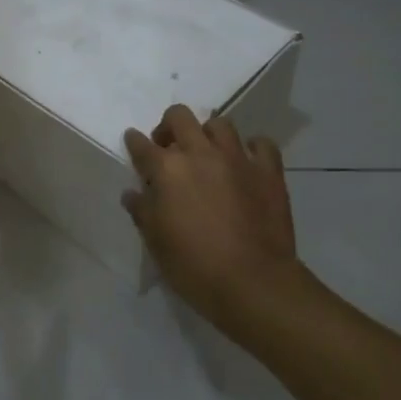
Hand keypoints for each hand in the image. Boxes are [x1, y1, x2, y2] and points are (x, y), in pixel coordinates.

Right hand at [122, 104, 299, 328]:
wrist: (253, 283)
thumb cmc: (194, 266)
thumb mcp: (156, 243)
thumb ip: (142, 211)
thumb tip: (132, 194)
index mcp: (167, 170)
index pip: (141, 145)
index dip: (134, 142)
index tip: (134, 142)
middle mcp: (199, 153)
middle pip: (179, 116)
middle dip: (169, 126)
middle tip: (170, 147)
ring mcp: (236, 158)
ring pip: (220, 124)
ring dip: (209, 134)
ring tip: (209, 153)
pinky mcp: (267, 171)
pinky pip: (261, 144)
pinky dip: (252, 148)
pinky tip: (247, 162)